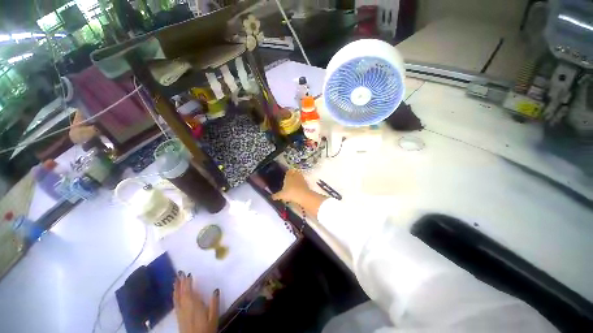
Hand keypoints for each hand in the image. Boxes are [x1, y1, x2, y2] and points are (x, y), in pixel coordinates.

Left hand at [173, 271, 218, 332]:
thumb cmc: (206, 329)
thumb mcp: (213, 317)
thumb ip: (214, 303)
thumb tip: (216, 289)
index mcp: (194, 305)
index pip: (189, 291)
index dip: (188, 282)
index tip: (188, 273)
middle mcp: (185, 307)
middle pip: (181, 293)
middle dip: (180, 283)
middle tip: (179, 272)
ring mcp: (180, 312)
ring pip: (176, 298)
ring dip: (176, 288)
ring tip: (175, 280)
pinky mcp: (178, 317)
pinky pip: (175, 303)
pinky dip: (174, 296)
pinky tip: (175, 294)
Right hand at [272, 169, 312, 203]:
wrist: (303, 196)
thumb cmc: (291, 193)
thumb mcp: (282, 195)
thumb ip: (276, 195)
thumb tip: (271, 197)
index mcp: (288, 176)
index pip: (288, 171)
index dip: (287, 172)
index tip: (286, 174)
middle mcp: (295, 175)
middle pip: (294, 172)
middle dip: (292, 174)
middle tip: (290, 178)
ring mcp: (301, 179)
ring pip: (299, 176)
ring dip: (297, 178)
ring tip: (294, 183)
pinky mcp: (306, 183)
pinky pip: (302, 181)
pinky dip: (301, 183)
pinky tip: (298, 187)